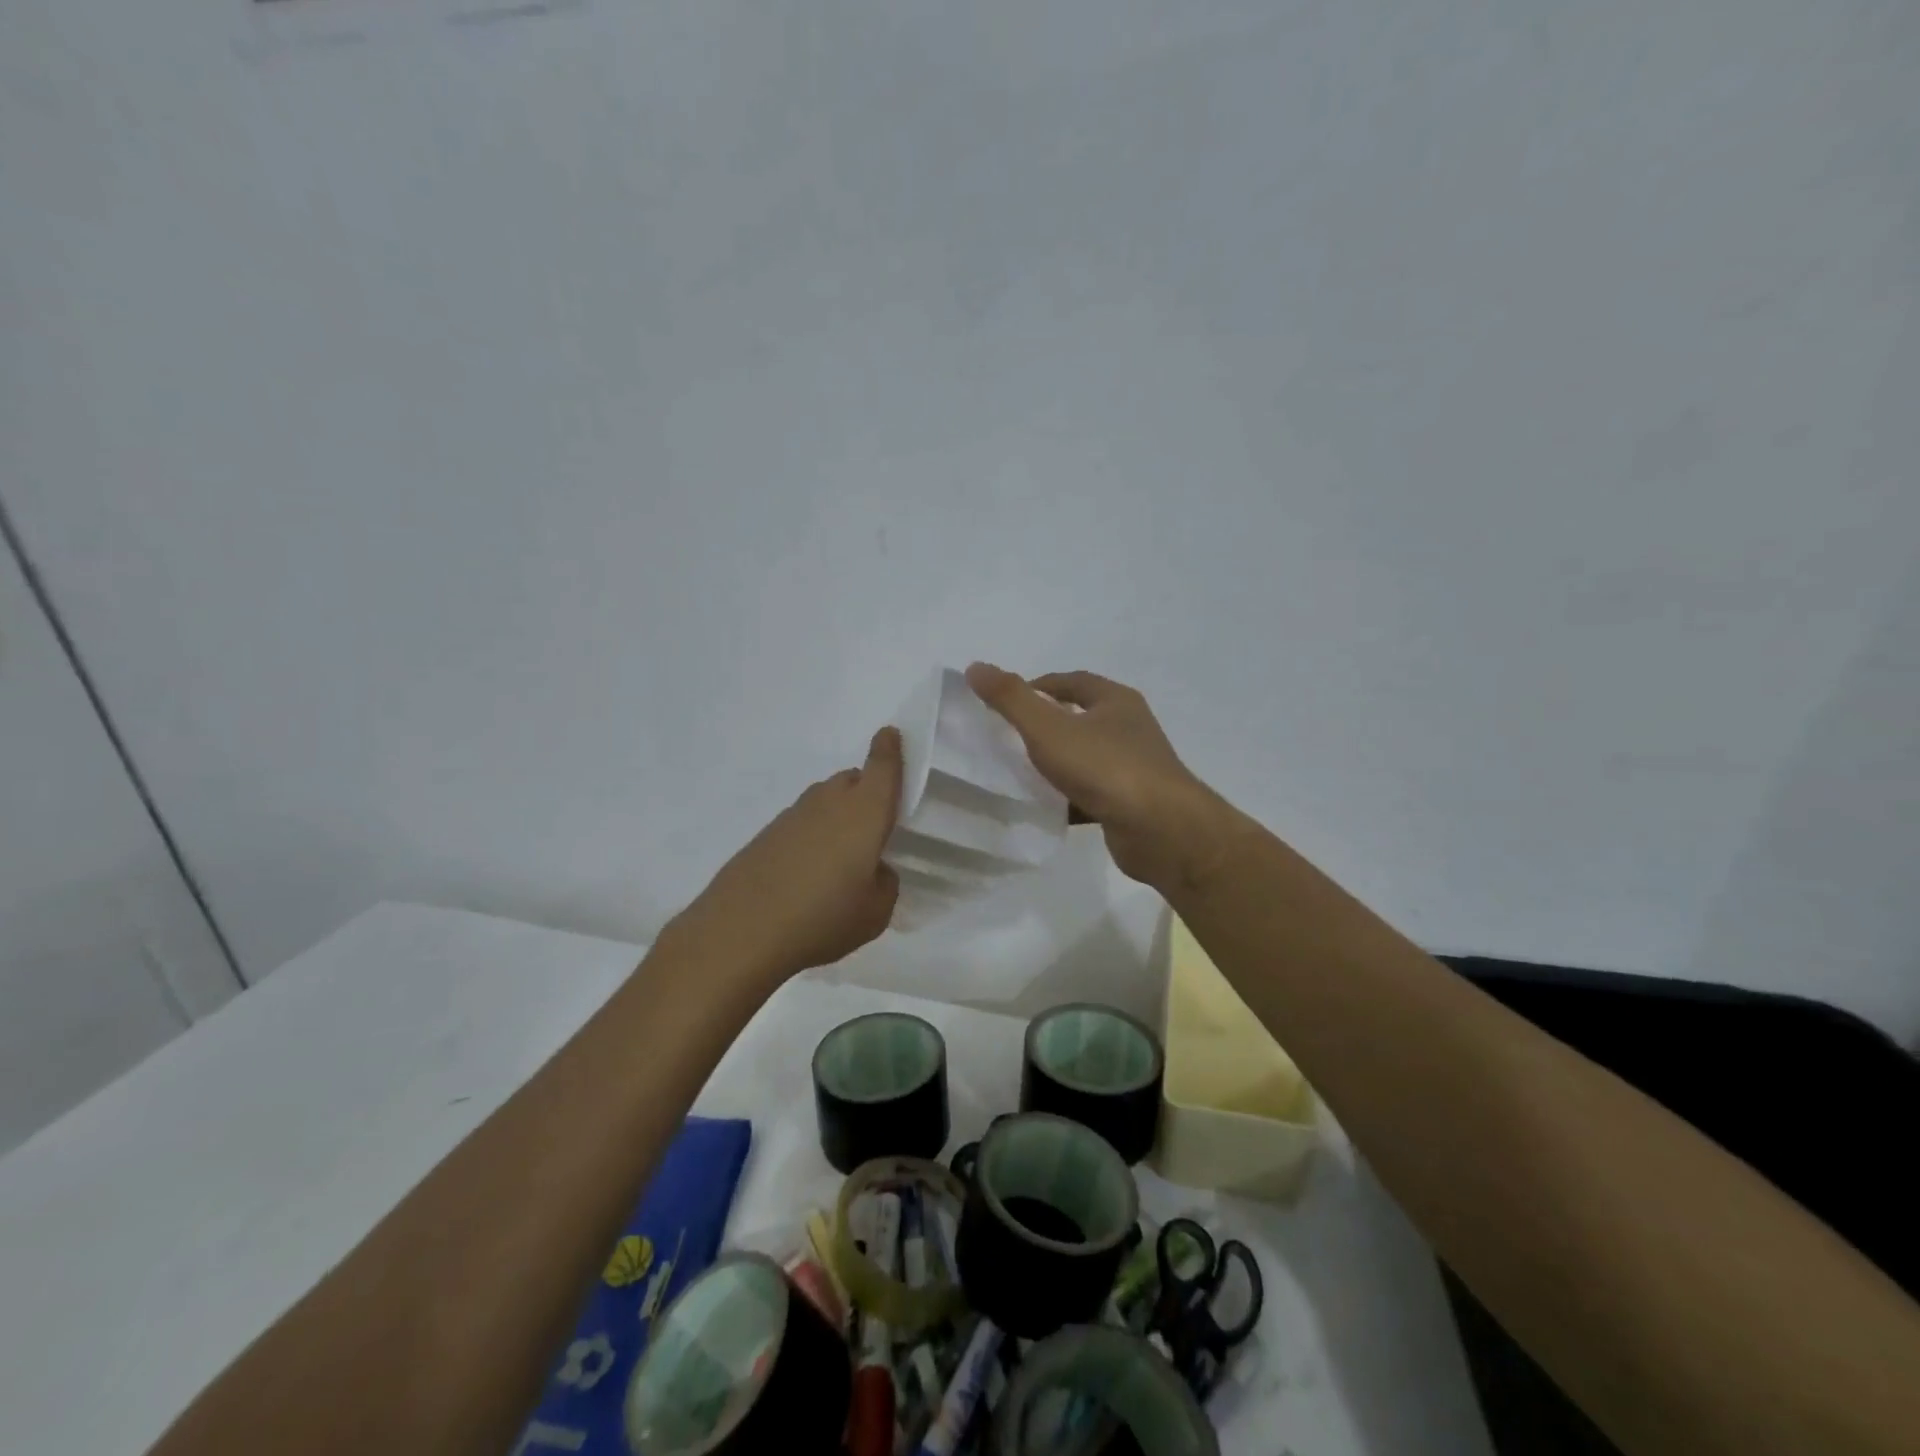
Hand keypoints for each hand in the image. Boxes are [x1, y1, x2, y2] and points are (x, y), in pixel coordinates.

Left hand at [671, 728, 903, 983]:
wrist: (740, 931)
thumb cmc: (822, 918)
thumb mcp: (875, 913)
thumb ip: (885, 883)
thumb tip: (874, 870)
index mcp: (864, 812)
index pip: (881, 767)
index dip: (889, 749)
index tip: (891, 735)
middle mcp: (829, 803)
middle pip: (852, 780)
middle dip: (866, 791)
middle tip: (874, 826)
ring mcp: (792, 816)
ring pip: (825, 801)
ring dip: (838, 815)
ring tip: (841, 857)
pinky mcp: (766, 835)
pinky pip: (801, 823)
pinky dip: (811, 836)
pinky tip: (807, 873)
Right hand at [966, 664, 1235, 890]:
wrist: (1160, 830)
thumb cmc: (1105, 768)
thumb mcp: (1049, 728)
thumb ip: (1011, 699)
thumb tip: (975, 667)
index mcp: (1115, 701)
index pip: (1071, 682)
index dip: (1037, 687)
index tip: (1006, 703)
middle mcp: (1130, 728)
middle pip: (1081, 718)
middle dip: (1046, 725)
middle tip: (1008, 737)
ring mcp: (1134, 767)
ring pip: (1086, 757)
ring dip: (1057, 762)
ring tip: (1020, 772)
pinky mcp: (1132, 803)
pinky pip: (1092, 793)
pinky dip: (1068, 797)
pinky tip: (1046, 808)